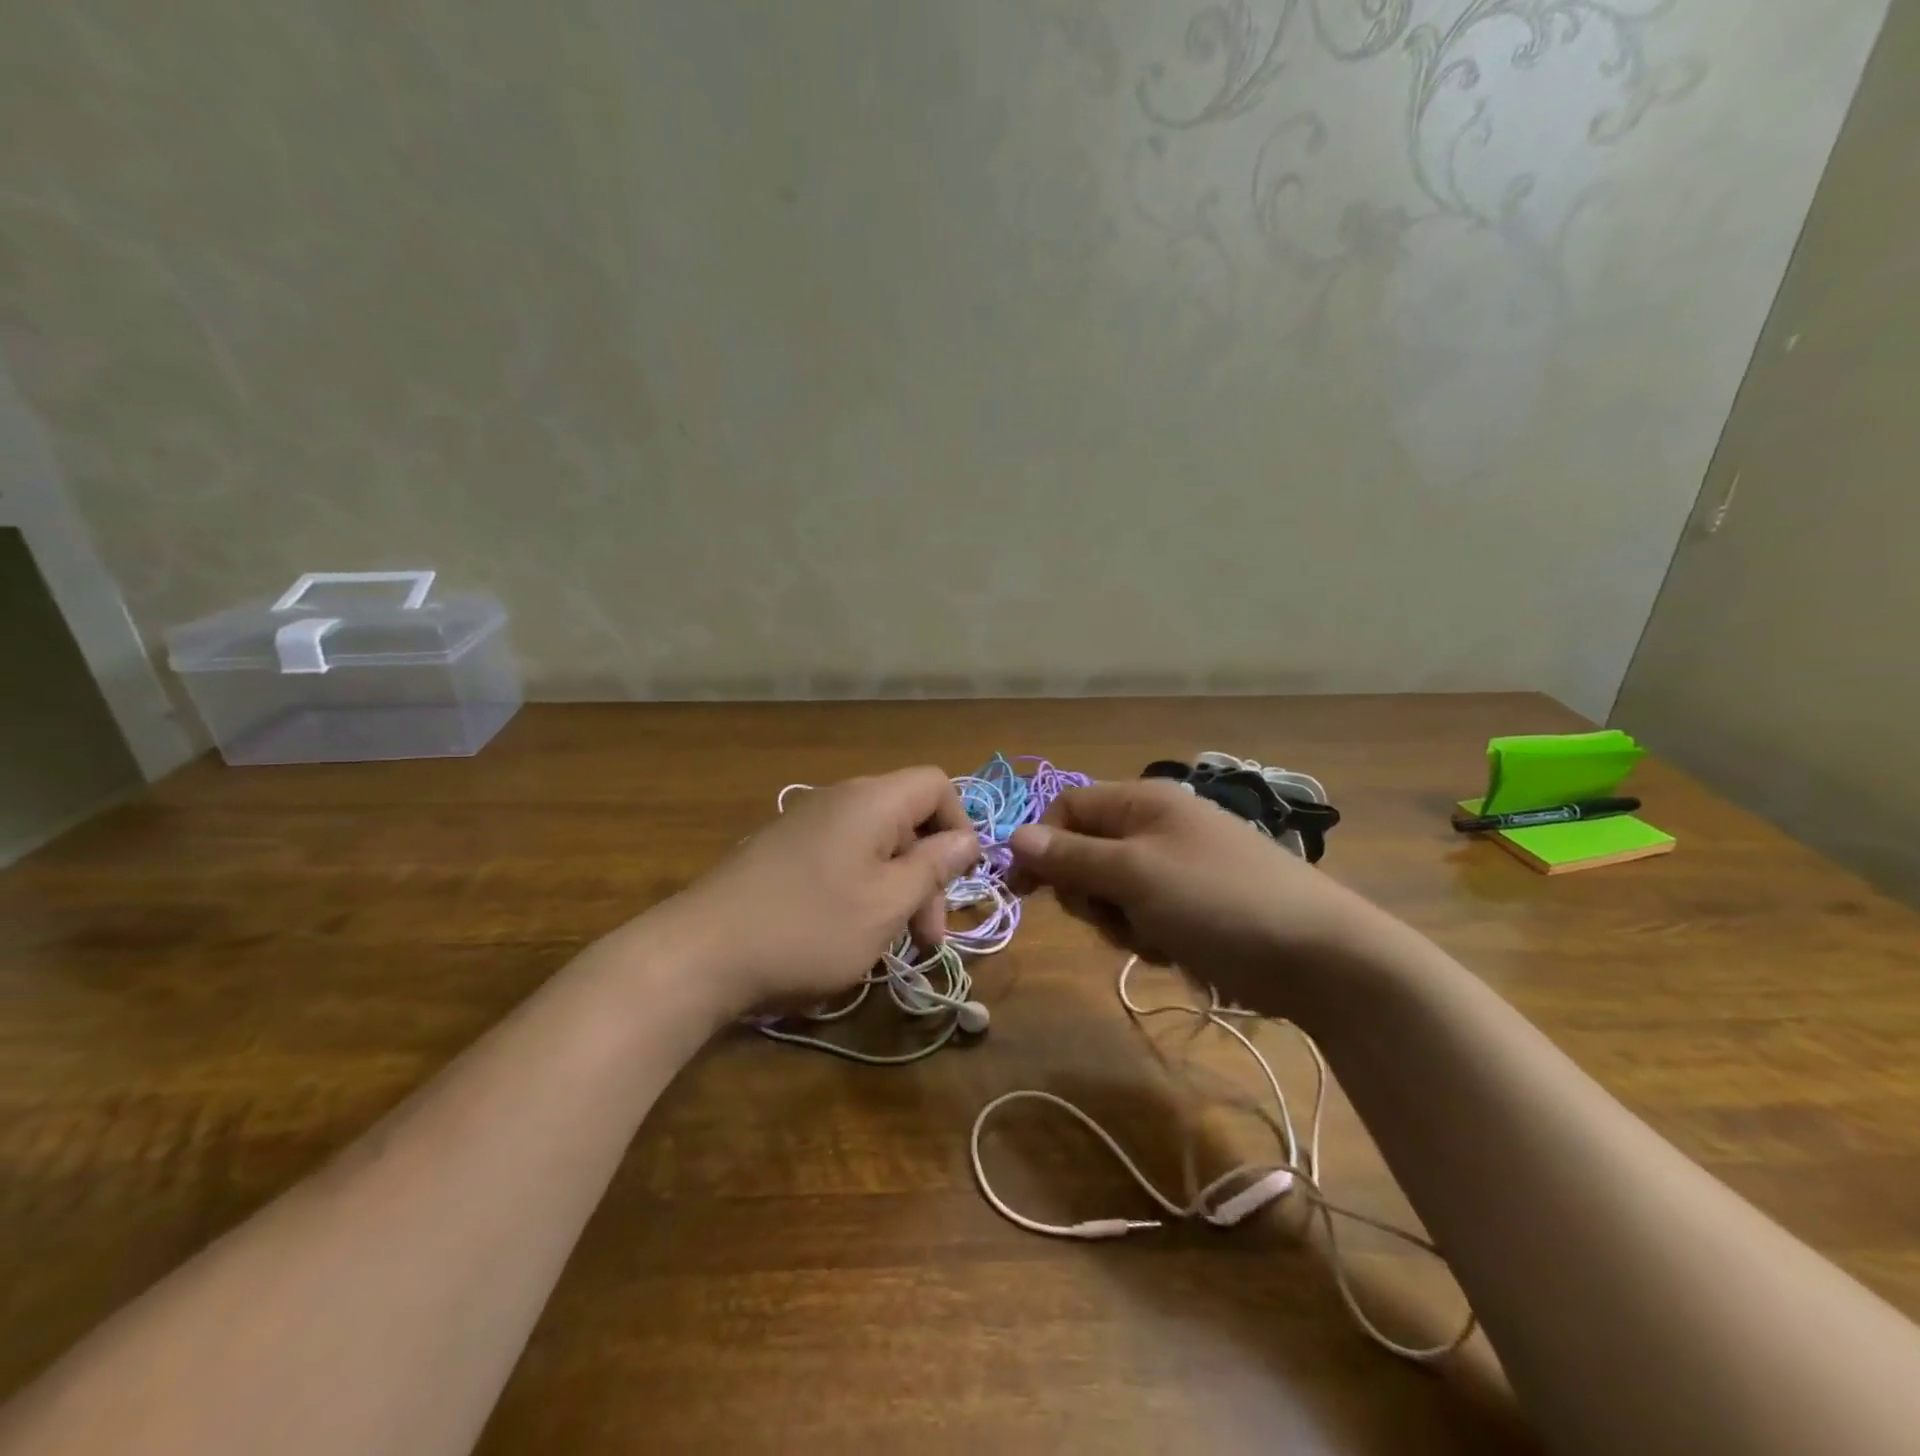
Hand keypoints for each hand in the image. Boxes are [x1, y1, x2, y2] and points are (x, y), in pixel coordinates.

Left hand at [649, 768, 980, 1016]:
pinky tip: (851, 934)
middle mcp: (839, 800)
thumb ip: (933, 866)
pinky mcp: (782, 852)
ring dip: (897, 889)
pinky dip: (862, 890)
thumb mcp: (887, 904)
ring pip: (875, 845)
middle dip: (928, 874)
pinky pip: (842, 858)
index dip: (959, 825)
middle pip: (907, 819)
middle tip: (929, 938)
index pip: (936, 784)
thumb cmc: (809, 927)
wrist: (699, 953)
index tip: (958, 880)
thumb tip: (967, 839)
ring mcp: (805, 824)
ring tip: (894, 945)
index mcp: (871, 801)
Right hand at [1008, 779, 1387, 1017]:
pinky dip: (1151, 936)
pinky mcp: (1196, 905)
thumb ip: (1071, 856)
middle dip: (1089, 892)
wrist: (1321, 957)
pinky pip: (1146, 915)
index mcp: (1143, 801)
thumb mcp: (1134, 875)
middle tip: (1113, 914)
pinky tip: (1179, 951)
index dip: (1041, 845)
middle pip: (1086, 853)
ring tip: (1157, 937)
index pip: (1067, 809)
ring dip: (1121, 921)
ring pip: (1113, 891)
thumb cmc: (1218, 902)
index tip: (1024, 891)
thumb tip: (1013, 835)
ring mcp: (1178, 867)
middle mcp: (1157, 825)